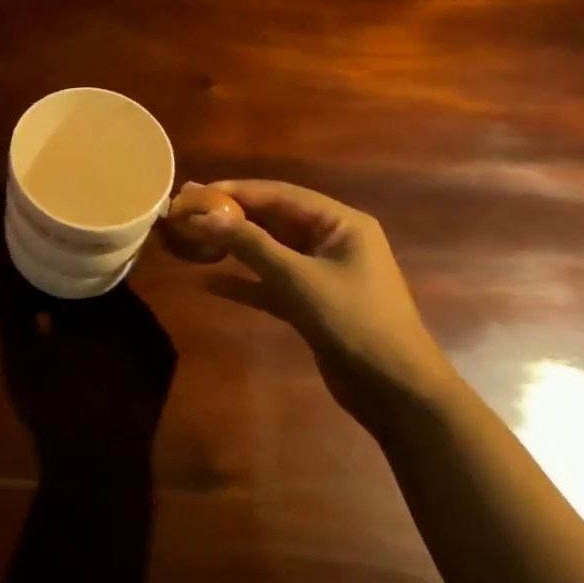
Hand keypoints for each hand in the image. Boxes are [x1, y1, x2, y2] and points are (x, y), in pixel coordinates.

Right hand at [0, 288, 175, 485]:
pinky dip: (120, 332)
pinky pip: (139, 330)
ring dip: (101, 311)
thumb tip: (10, 277)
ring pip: (123, 308)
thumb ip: (14, 308)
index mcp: (99, 304)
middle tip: (56, 301)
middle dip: (80, 291)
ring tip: (75, 326)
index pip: (79, 269)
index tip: (41, 279)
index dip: (58, 272)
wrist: (98, 465)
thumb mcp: (19, 354)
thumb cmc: (53, 404)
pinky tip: (100, 348)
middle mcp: (135, 312)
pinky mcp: (164, 360)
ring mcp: (155, 336)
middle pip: (104, 286)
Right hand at [181, 179, 457, 422]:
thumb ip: (250, 244)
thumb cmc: (353, 321)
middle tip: (187, 211)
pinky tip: (208, 283)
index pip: (281, 195)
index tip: (196, 191)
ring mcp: (322, 273)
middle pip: (273, 220)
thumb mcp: (298, 278)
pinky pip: (271, 283)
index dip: (236, 191)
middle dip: (231, 216)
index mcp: (340, 224)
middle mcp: (332, 241)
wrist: (396, 391)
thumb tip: (204, 215)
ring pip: (269, 251)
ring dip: (233, 247)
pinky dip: (243, 282)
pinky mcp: (312, 303)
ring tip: (192, 238)